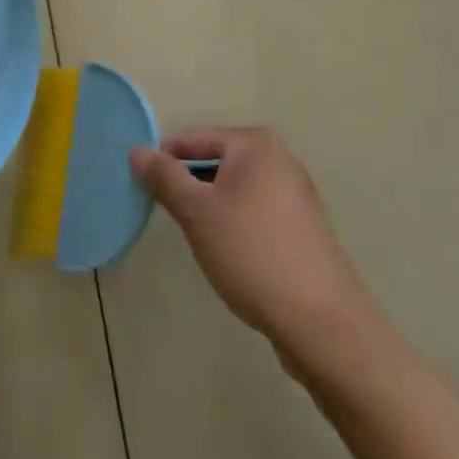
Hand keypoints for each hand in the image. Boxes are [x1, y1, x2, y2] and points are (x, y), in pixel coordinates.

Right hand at [130, 127, 377, 361]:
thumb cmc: (252, 252)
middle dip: (188, 184)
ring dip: (210, 206)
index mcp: (255, 144)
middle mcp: (279, 158)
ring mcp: (295, 193)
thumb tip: (138, 150)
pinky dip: (233, 222)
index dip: (164, 160)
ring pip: (235, 188)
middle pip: (217, 161)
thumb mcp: (197, 212)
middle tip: (165, 214)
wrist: (320, 319)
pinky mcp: (301, 226)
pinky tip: (226, 253)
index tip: (139, 186)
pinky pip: (254, 210)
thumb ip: (165, 178)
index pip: (195, 138)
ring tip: (193, 236)